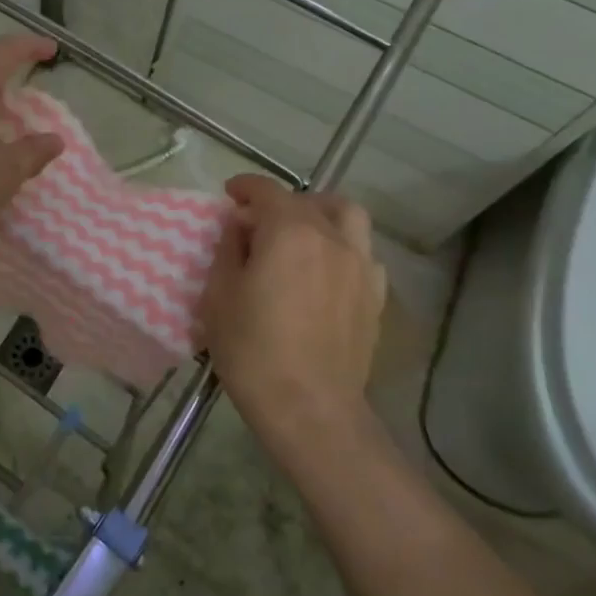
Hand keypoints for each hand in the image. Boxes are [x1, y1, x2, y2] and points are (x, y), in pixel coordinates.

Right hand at [200, 174, 388, 468]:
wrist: (309, 408)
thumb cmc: (253, 350)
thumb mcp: (220, 295)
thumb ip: (229, 250)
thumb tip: (239, 228)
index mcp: (290, 232)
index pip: (267, 191)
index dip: (245, 187)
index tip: (229, 195)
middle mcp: (332, 238)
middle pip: (309, 201)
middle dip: (281, 203)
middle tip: (259, 223)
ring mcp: (361, 266)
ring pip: (349, 218)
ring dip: (322, 215)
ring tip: (302, 234)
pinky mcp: (375, 296)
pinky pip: (362, 254)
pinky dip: (343, 248)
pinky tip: (326, 271)